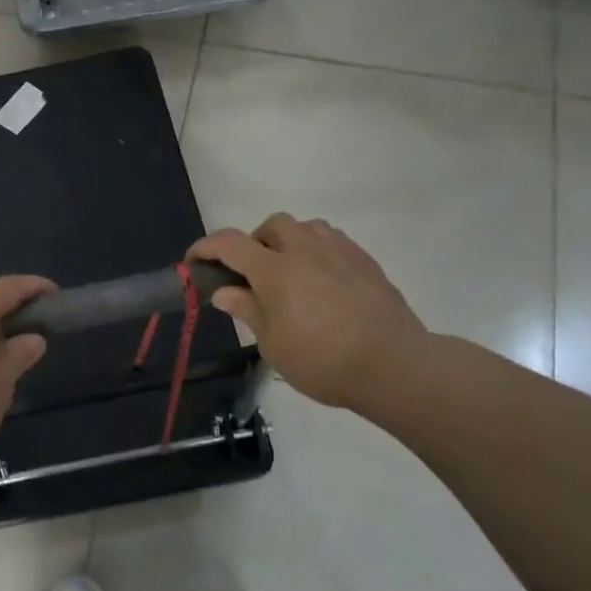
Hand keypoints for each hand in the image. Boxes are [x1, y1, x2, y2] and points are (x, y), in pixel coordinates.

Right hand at [190, 215, 427, 410]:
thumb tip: (224, 291)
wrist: (396, 365)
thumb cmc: (324, 361)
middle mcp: (305, 250)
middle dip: (254, 242)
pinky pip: (333, 241)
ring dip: (289, 242)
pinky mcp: (365, 261)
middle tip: (254, 275)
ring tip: (290, 273)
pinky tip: (323, 281)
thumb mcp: (273, 345)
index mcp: (275, 270)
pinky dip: (317, 251)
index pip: (229, 243)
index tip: (195, 262)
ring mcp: (339, 251)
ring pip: (305, 227)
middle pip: (271, 225)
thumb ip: (248, 310)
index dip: (206, 247)